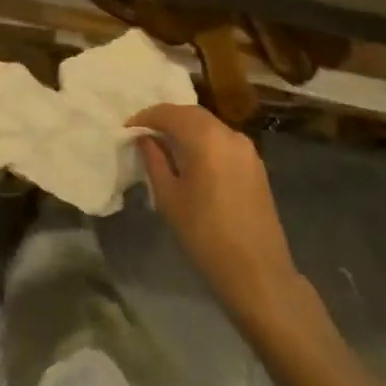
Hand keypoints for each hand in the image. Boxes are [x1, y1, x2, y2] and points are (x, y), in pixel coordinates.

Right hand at [131, 104, 306, 331]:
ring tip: (164, 145)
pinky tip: (191, 159)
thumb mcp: (168, 197)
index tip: (127, 129)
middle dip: (166, 118)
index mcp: (206, 138)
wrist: (258, 273)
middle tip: (144, 133)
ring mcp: (246, 149)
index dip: (146, 117)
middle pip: (192, 114)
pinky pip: (223, 140)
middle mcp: (229, 134)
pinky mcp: (256, 165)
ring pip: (209, 125)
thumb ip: (154, 160)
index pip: (170, 112)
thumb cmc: (205, 235)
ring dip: (186, 128)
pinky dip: (203, 140)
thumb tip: (145, 138)